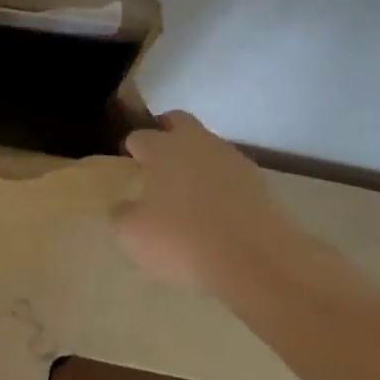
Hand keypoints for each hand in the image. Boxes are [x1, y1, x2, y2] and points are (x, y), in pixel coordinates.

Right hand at [111, 111, 299, 291]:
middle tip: (160, 161)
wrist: (254, 258)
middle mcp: (196, 142)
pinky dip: (221, 182)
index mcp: (161, 149)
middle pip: (178, 121)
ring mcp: (230, 157)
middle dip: (166, 133)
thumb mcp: (133, 235)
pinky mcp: (257, 179)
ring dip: (197, 159)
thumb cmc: (182, 240)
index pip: (139, 136)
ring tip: (191, 191)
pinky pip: (231, 171)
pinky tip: (218, 208)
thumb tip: (123, 207)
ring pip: (207, 145)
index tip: (130, 165)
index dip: (132, 149)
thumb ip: (121, 214)